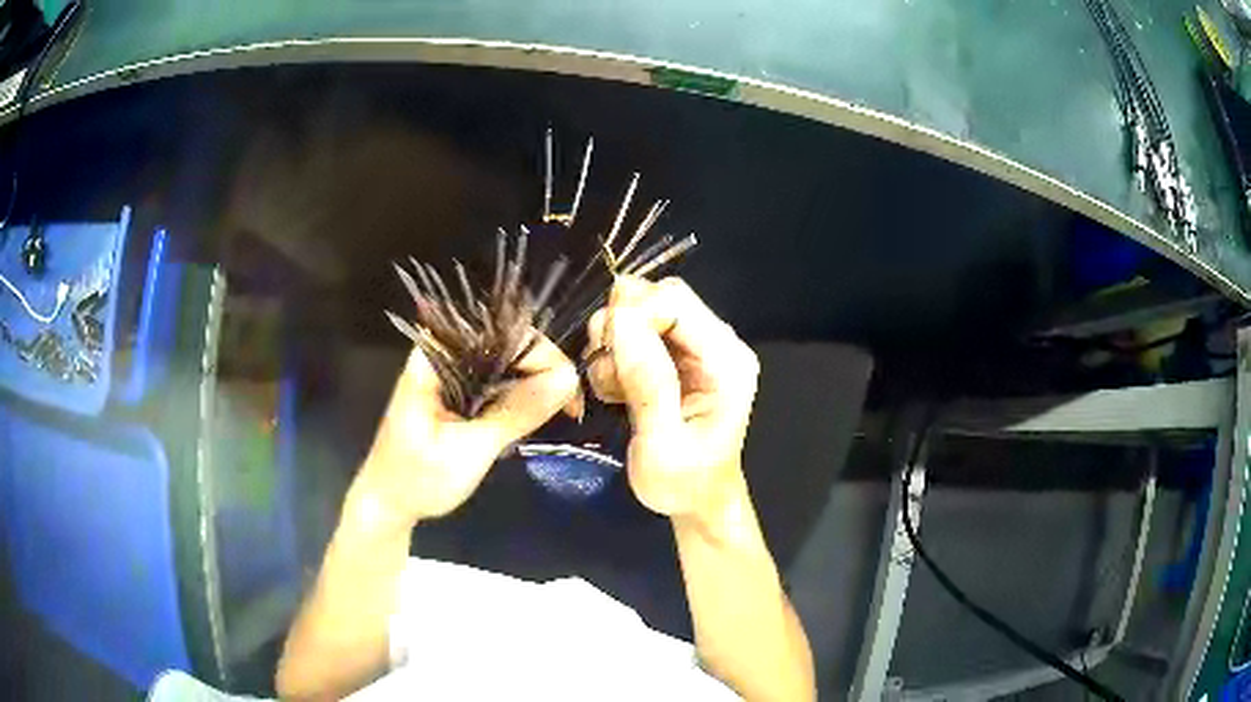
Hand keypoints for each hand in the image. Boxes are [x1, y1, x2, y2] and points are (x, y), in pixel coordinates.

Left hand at [354, 334, 578, 526]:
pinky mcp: (457, 389)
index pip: (502, 333)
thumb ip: (516, 413)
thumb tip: (569, 379)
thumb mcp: (470, 450)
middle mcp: (444, 354)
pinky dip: (519, 397)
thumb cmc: (418, 480)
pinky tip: (531, 419)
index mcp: (436, 357)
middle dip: (543, 371)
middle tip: (568, 410)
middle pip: (508, 342)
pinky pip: (498, 379)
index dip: (541, 355)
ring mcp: (451, 371)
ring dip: (535, 385)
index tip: (568, 394)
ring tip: (557, 415)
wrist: (389, 504)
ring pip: (507, 361)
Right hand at [586, 276, 758, 530]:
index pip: (675, 300)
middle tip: (606, 374)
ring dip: (613, 346)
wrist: (696, 502)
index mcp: (726, 360)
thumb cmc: (684, 483)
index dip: (632, 316)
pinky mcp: (675, 358)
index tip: (606, 355)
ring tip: (613, 390)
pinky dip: (615, 356)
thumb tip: (620, 320)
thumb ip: (647, 382)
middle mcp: (716, 343)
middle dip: (620, 328)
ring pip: (641, 312)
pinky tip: (617, 391)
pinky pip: (635, 334)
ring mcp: (695, 349)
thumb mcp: (662, 444)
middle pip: (657, 297)